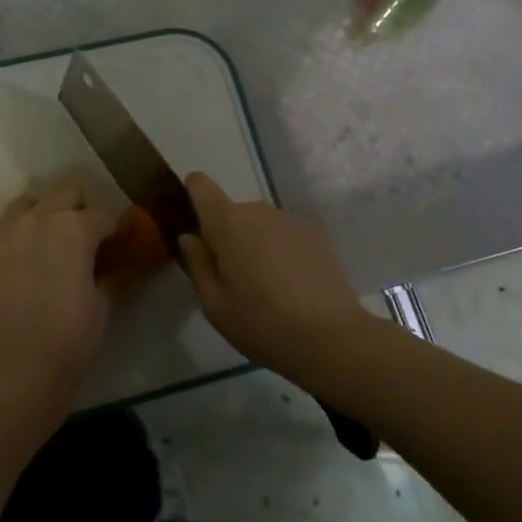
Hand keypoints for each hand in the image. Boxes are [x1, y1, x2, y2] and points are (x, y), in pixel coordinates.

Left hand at [0, 177, 117, 411]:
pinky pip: (1, 231)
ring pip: (27, 203)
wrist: (15, 373)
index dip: (120, 224)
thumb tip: (130, 263)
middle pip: (65, 191)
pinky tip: (22, 263)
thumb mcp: (103, 305)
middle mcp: (36, 220)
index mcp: (73, 229)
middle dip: (81, 207)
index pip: (106, 213)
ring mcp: (2, 235)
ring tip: (51, 241)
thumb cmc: (70, 339)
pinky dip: (16, 237)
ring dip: (44, 213)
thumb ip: (116, 275)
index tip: (126, 236)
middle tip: (89, 236)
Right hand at [177, 173, 366, 369]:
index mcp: (227, 223)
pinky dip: (280, 250)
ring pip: (260, 224)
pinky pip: (284, 234)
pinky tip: (291, 285)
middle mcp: (259, 211)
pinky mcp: (316, 234)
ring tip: (265, 285)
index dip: (192, 195)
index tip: (193, 225)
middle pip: (231, 212)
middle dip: (226, 236)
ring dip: (255, 243)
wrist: (331, 337)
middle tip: (232, 278)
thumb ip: (197, 264)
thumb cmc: (262, 324)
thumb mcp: (215, 305)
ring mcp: (291, 220)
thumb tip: (190, 237)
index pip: (200, 185)